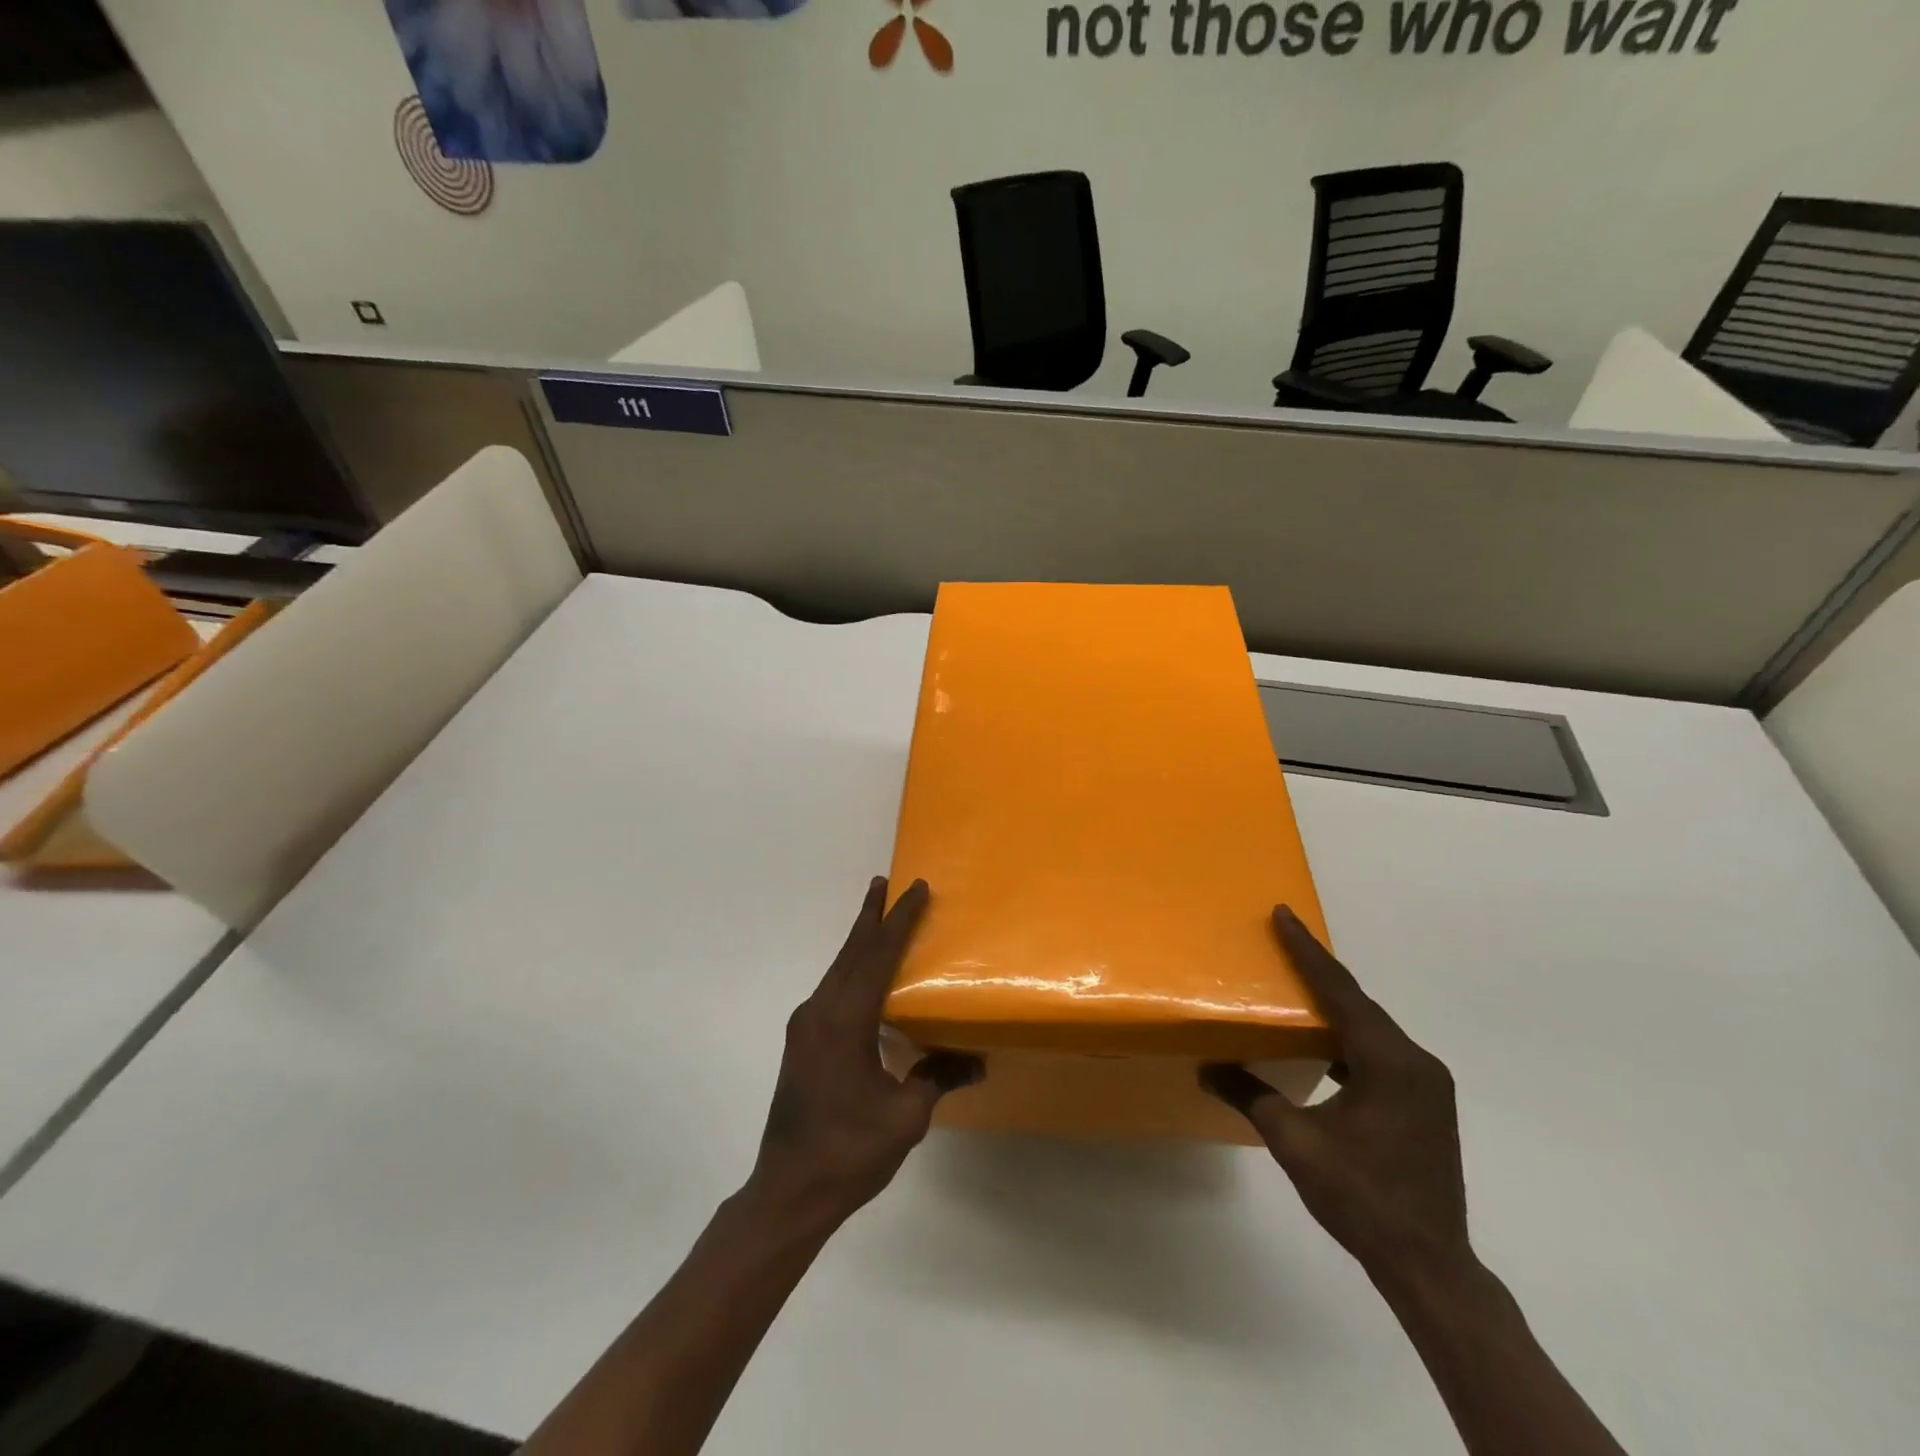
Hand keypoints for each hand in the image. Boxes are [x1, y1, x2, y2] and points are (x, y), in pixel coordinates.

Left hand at [748, 877, 981, 1230]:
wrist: (787, 1191)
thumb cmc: (849, 1152)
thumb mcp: (905, 1116)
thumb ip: (937, 1078)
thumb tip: (976, 1061)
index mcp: (844, 1021)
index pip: (877, 956)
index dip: (898, 921)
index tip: (914, 889)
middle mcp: (820, 1012)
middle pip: (850, 952)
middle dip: (870, 916)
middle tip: (884, 883)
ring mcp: (805, 1027)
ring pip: (838, 969)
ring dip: (859, 941)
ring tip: (877, 918)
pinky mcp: (801, 1043)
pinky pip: (831, 990)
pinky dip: (851, 969)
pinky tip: (863, 976)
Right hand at [1202, 907, 1469, 1288]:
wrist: (1429, 1264)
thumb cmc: (1361, 1197)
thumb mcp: (1295, 1142)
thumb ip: (1251, 1096)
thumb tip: (1207, 1069)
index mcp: (1389, 1062)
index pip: (1340, 992)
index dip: (1306, 951)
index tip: (1283, 914)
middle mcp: (1415, 1062)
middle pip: (1359, 1003)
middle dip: (1319, 971)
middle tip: (1283, 939)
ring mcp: (1426, 1084)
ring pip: (1371, 1027)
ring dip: (1335, 1005)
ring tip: (1296, 985)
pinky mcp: (1426, 1103)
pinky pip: (1380, 1052)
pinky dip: (1349, 1038)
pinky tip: (1323, 1045)